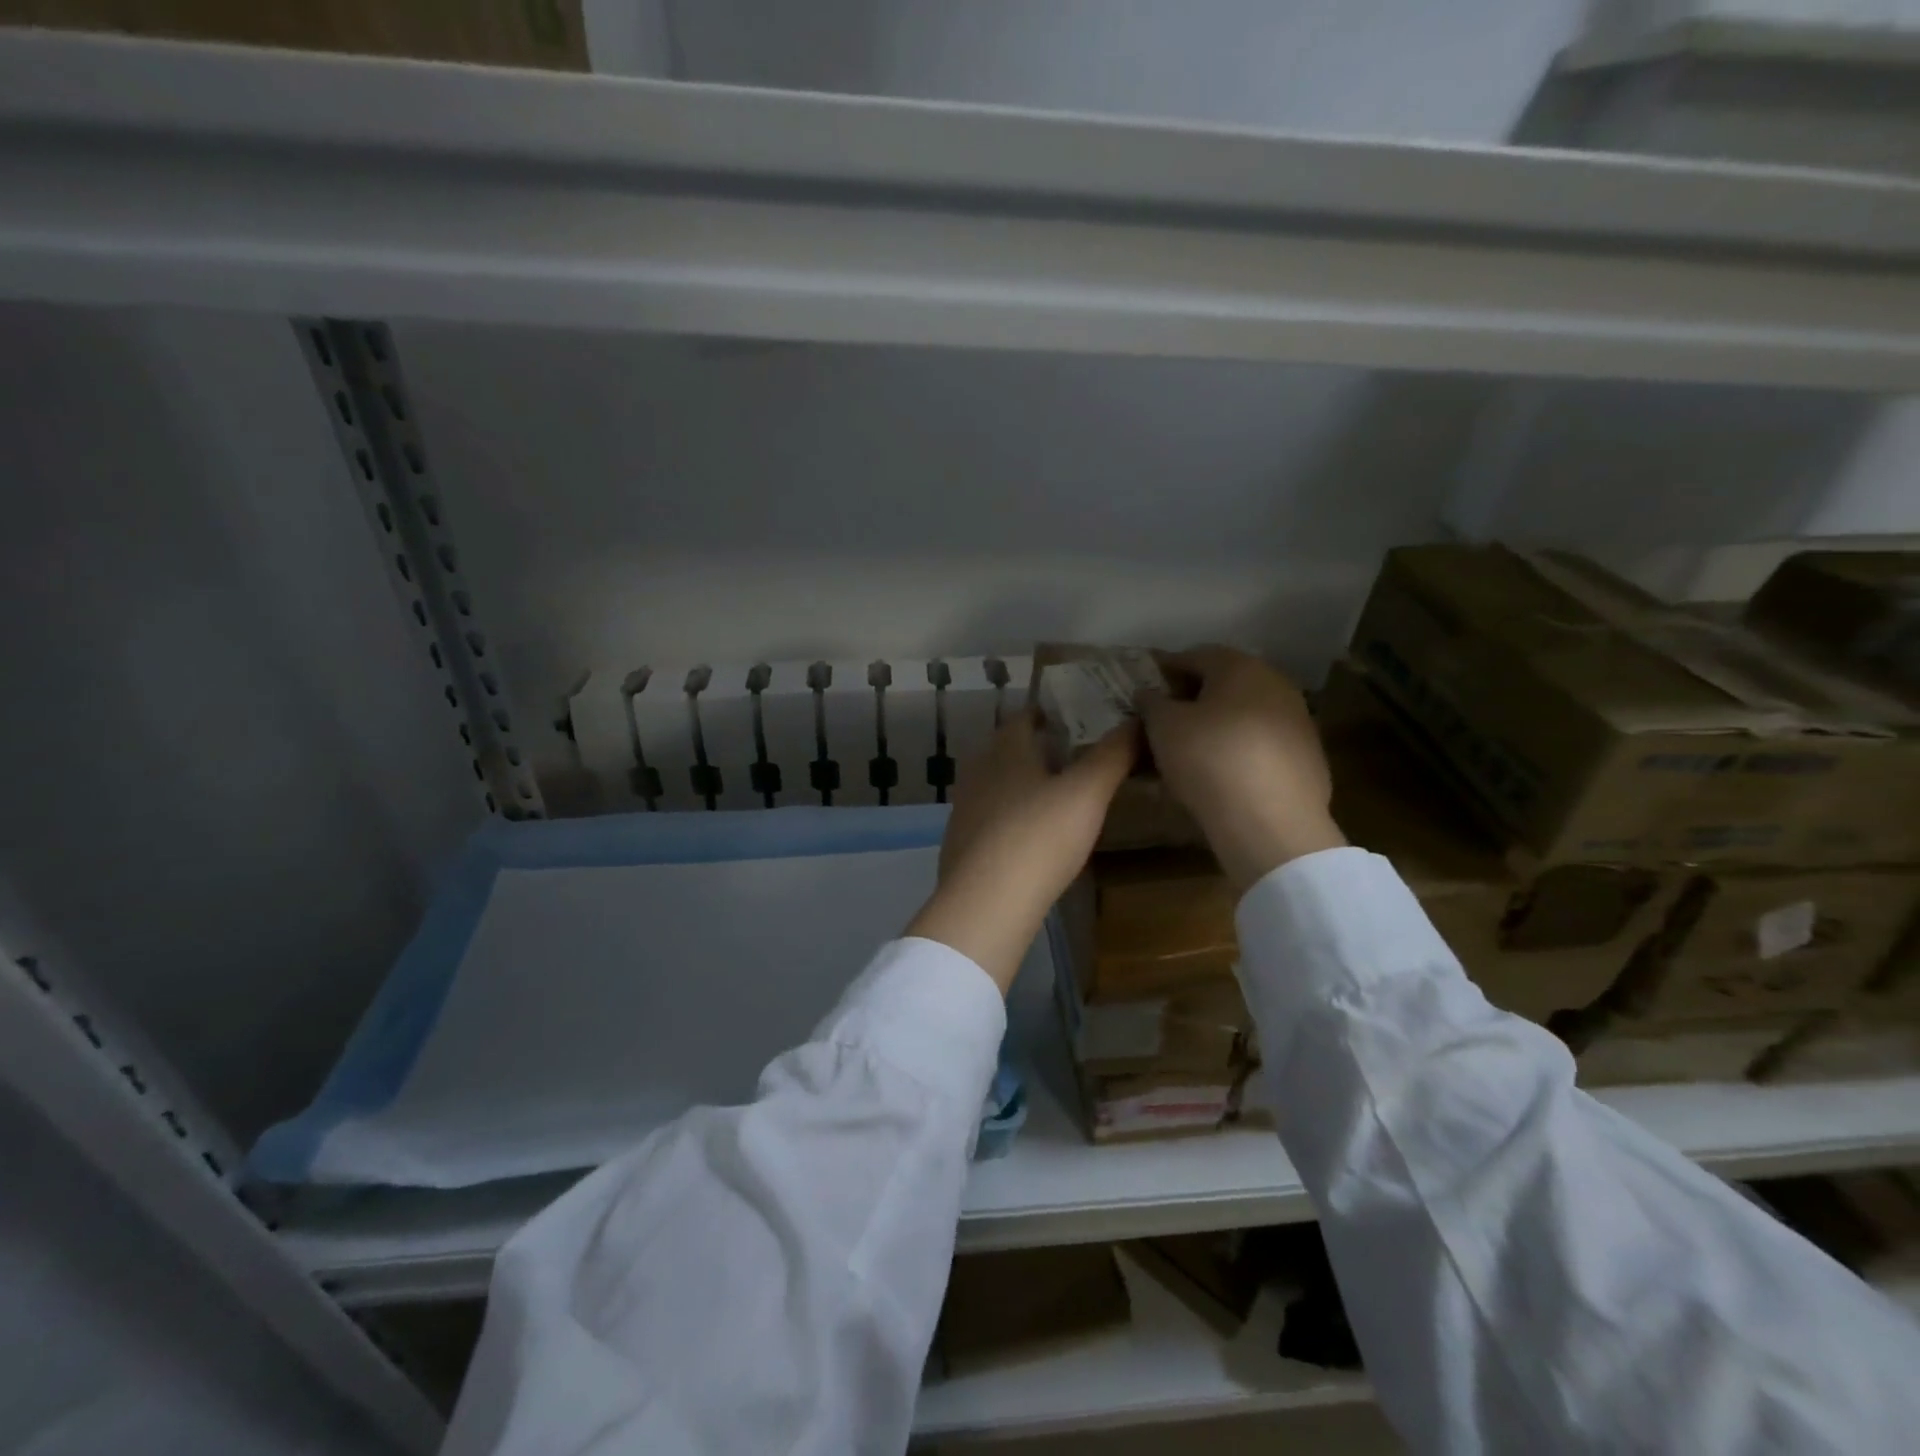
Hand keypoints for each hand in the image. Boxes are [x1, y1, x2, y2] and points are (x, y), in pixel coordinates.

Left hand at [906, 711, 1136, 993]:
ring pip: (996, 784)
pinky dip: (1010, 817)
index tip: (1074, 718)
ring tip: (1055, 795)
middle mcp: (979, 772)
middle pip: (1006, 750)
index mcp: (1006, 750)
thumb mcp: (1087, 793)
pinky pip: (989, 817)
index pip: (1023, 717)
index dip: (1047, 713)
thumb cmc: (1039, 836)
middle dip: (1035, 749)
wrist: (986, 902)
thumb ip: (1113, 755)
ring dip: (1021, 784)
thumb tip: (1138, 719)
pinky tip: (1029, 835)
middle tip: (1072, 757)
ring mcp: (965, 809)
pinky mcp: (962, 843)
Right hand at [1139, 647, 1345, 890]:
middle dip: (1193, 698)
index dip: (1165, 670)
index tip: (1144, 690)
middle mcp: (1275, 684)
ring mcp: (1297, 720)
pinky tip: (1221, 775)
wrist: (1272, 823)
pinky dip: (1238, 750)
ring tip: (1189, 751)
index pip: (1194, 656)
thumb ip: (1152, 702)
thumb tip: (1150, 693)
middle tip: (1164, 721)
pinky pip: (1261, 744)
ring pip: (1245, 714)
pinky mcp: (1308, 757)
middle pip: (1224, 683)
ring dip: (1217, 725)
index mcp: (1240, 667)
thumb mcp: (1163, 727)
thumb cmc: (1209, 759)